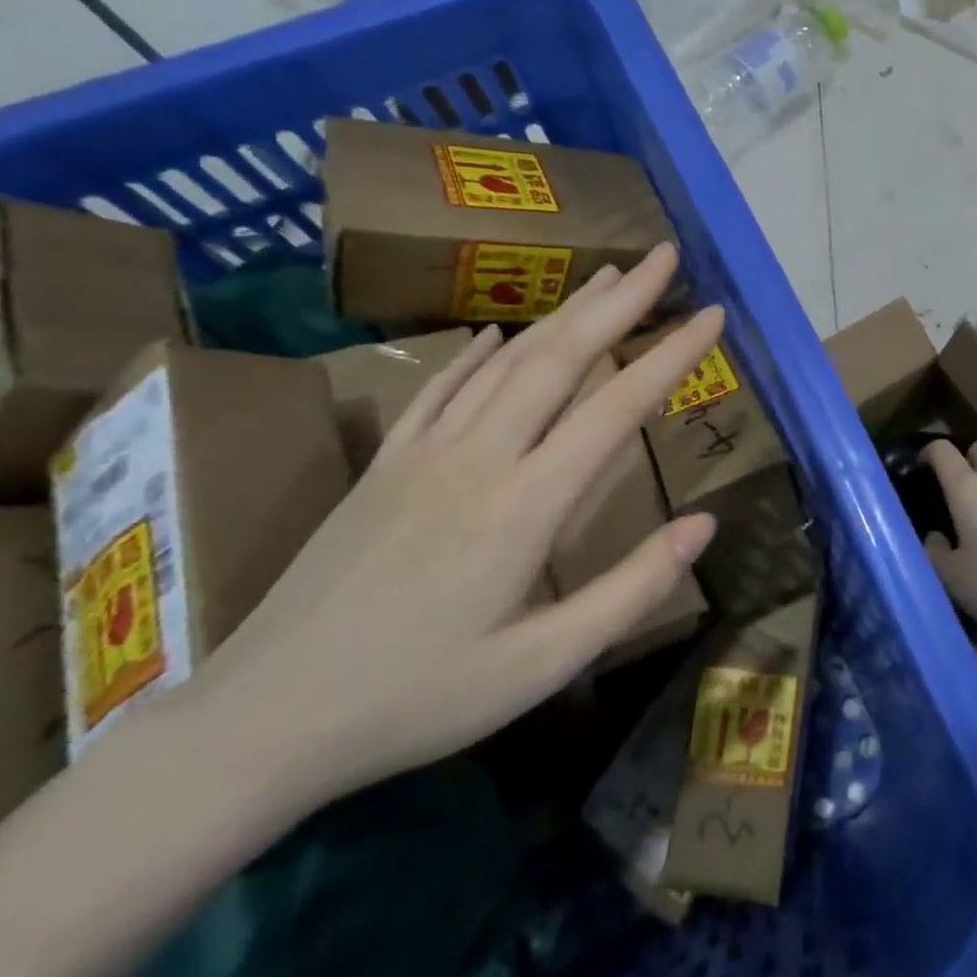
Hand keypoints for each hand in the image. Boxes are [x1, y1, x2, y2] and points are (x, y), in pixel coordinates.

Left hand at [179, 244, 722, 815]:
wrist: (264, 719)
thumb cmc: (419, 698)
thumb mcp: (543, 665)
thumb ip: (631, 589)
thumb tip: (705, 525)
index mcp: (526, 504)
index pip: (616, 407)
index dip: (672, 355)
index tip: (713, 314)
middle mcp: (479, 457)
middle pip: (560, 357)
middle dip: (621, 302)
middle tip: (663, 257)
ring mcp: (424, 452)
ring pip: (507, 360)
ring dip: (563, 312)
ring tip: (606, 277)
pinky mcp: (386, 462)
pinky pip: (444, 388)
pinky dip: (481, 351)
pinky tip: (500, 330)